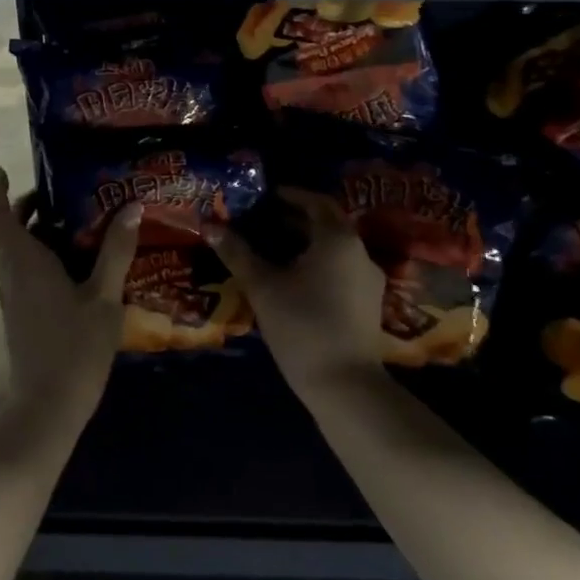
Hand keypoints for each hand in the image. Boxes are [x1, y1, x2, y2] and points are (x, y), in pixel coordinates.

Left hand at [0, 168, 139, 419]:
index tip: (3, 171)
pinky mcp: (19, 317)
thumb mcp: (105, 297)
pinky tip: (74, 268)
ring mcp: (13, 299)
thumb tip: (132, 207)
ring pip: (15, 255)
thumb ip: (116, 252)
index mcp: (26, 263)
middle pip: (7, 233)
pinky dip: (39, 258)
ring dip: (34, 235)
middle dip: (25, 209)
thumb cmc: (76, 348)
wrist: (46, 408)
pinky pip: (23, 275)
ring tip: (75, 226)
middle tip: (59, 196)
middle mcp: (12, 276)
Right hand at [206, 190, 386, 399]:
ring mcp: (368, 280)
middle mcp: (359, 252)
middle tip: (263, 220)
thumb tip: (210, 226)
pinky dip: (318, 263)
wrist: (344, 384)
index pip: (316, 202)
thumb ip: (237, 252)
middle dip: (295, 218)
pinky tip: (294, 279)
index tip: (266, 196)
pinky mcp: (368, 304)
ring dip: (306, 242)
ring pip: (334, 248)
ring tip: (273, 249)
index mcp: (337, 239)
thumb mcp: (262, 285)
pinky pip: (341, 269)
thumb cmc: (301, 324)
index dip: (291, 195)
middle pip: (327, 224)